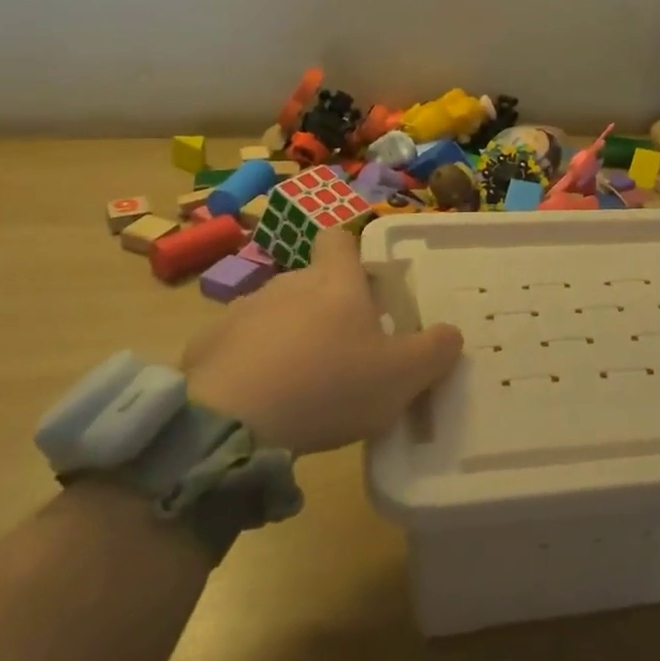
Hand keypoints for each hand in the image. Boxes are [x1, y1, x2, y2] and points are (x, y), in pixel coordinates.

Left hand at [178, 229, 462, 454]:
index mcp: (335, 282)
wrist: (230, 421)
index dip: (352, 253)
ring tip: (300, 385)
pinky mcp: (208, 344)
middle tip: (345, 353)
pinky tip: (258, 402)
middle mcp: (289, 283)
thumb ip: (435, 351)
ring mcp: (243, 311)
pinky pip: (239, 346)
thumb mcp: (402, 376)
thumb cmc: (329, 385)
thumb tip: (451, 333)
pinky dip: (251, 364)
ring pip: (276, 314)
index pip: (340, 240)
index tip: (364, 284)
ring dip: (289, 337)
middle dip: (327, 308)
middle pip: (312, 281)